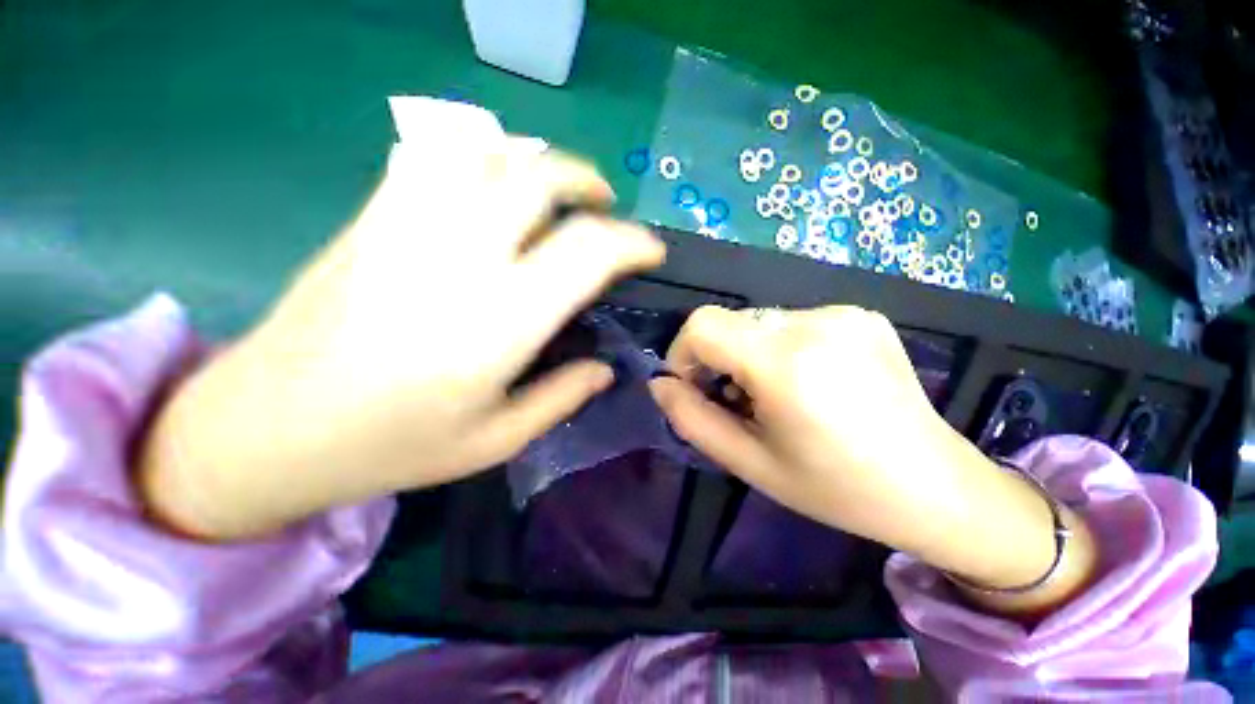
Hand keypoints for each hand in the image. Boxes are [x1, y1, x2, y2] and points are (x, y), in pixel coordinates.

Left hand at [140, 139, 664, 539]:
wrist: (268, 426)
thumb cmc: (390, 445)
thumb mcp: (494, 441)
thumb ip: (560, 398)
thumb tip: (604, 369)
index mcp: (500, 320)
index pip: (587, 252)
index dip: (631, 242)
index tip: (649, 249)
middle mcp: (460, 257)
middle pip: (539, 180)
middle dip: (587, 183)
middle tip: (604, 205)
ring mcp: (408, 226)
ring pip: (486, 152)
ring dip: (535, 161)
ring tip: (553, 188)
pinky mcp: (371, 217)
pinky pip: (434, 155)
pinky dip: (479, 154)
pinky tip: (490, 182)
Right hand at [649, 306, 1095, 612]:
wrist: (935, 487)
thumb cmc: (835, 488)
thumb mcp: (749, 462)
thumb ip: (691, 419)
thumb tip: (660, 383)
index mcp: (787, 363)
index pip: (702, 324)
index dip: (683, 352)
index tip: (695, 386)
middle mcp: (816, 323)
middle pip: (730, 322)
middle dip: (718, 358)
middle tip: (739, 401)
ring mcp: (845, 313)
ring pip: (759, 321)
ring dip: (750, 353)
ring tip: (778, 395)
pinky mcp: (862, 314)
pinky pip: (794, 321)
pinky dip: (782, 347)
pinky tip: (811, 381)